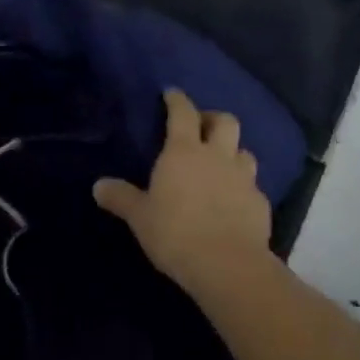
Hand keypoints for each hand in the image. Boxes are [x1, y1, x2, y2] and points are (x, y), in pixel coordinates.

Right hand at [94, 89, 271, 296]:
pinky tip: (234, 202)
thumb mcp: (140, 217)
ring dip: (233, 152)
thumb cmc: (175, 233)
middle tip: (203, 127)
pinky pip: (253, 187)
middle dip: (213, 119)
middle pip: (225, 121)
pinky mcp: (261, 204)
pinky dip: (243, 188)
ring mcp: (244, 179)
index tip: (172, 93)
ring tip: (221, 164)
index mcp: (184, 151)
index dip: (177, 100)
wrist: (227, 265)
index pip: (182, 113)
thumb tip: (98, 186)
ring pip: (244, 152)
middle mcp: (217, 156)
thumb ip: (121, 198)